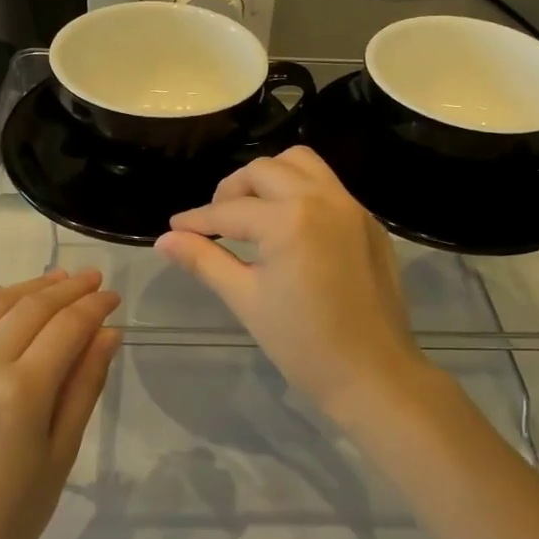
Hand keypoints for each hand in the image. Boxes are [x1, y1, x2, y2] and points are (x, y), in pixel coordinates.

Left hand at [0, 269, 120, 538]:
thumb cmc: (11, 515)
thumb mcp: (62, 453)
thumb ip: (85, 385)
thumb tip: (109, 332)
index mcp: (19, 395)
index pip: (66, 328)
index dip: (94, 306)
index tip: (113, 296)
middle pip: (30, 307)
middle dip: (67, 288)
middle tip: (93, 280)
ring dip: (27, 286)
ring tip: (54, 282)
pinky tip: (1, 296)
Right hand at [154, 146, 432, 422]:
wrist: (374, 374)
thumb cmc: (303, 344)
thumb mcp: (246, 299)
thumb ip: (204, 261)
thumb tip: (164, 240)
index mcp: (289, 218)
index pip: (230, 211)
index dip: (197, 221)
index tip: (175, 229)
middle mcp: (322, 198)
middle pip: (264, 170)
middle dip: (232, 190)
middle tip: (215, 222)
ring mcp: (352, 207)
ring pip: (302, 164)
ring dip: (270, 178)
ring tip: (253, 213)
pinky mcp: (369, 222)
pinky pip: (329, 186)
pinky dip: (301, 192)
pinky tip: (290, 228)